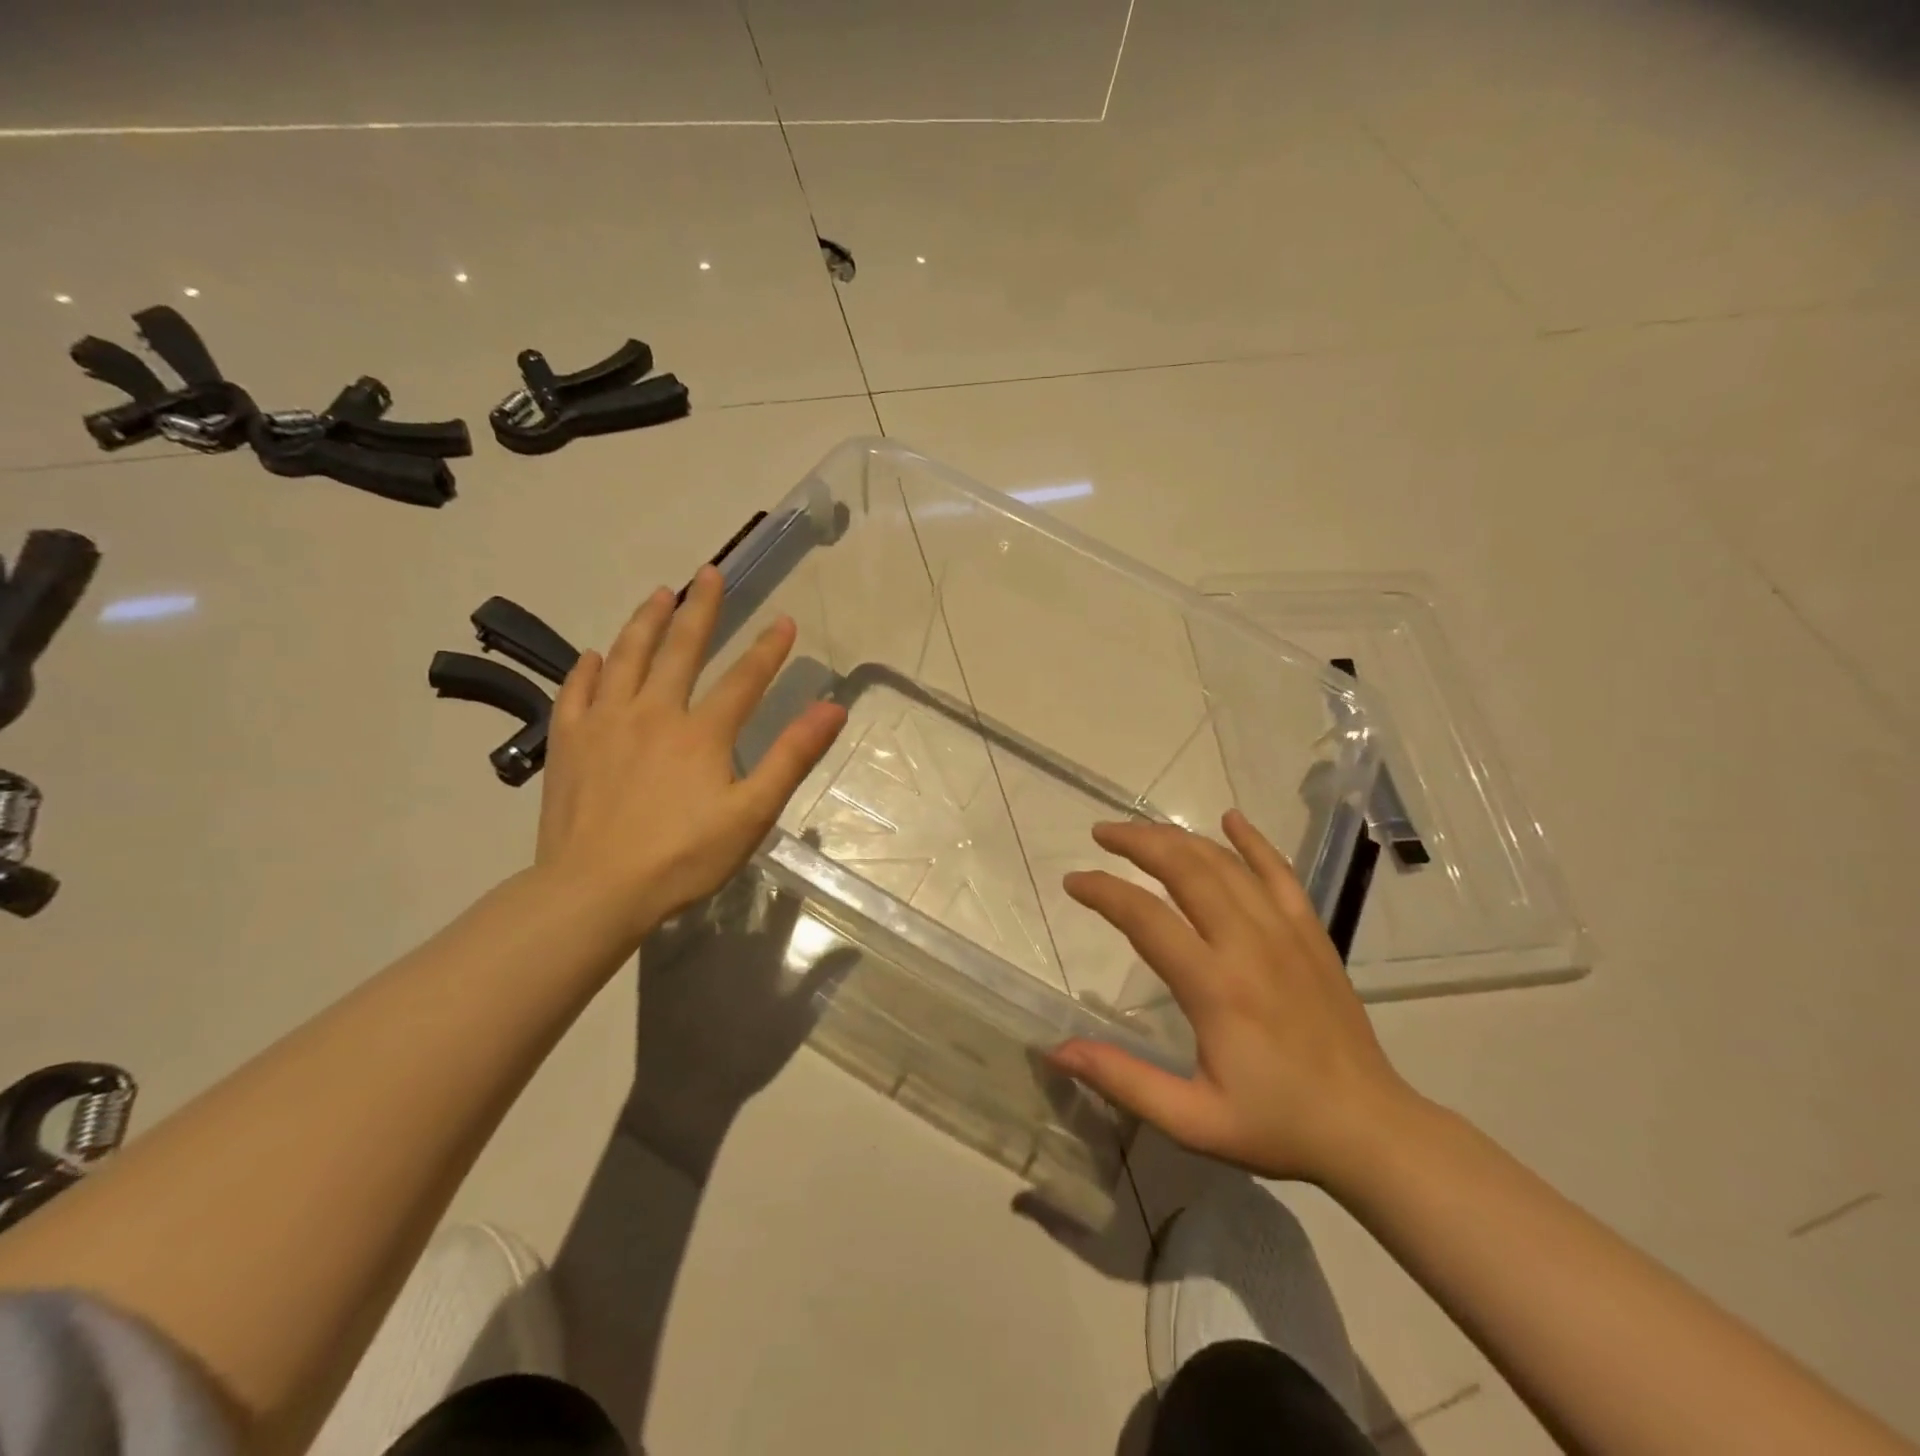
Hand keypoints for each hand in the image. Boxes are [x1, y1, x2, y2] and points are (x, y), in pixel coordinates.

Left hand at [534, 566, 846, 942]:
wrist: (594, 890)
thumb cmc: (683, 856)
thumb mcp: (752, 812)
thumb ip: (792, 756)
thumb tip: (832, 708)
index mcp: (701, 731)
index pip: (744, 678)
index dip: (768, 648)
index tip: (785, 619)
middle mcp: (653, 712)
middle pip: (680, 650)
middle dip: (700, 609)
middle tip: (708, 573)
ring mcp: (605, 724)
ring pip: (626, 658)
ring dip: (644, 622)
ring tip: (658, 594)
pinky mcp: (568, 743)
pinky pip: (576, 692)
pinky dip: (587, 669)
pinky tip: (593, 656)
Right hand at [1051, 811, 1420, 1187]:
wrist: (1370, 1128)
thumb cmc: (1276, 1124)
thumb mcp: (1192, 1121)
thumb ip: (1123, 1080)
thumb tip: (1056, 1051)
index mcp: (1215, 987)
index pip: (1145, 917)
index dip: (1103, 892)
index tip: (1073, 881)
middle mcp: (1248, 944)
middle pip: (1185, 869)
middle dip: (1137, 842)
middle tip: (1101, 834)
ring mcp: (1285, 932)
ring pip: (1225, 863)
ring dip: (1178, 838)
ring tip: (1141, 830)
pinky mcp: (1311, 932)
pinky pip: (1279, 872)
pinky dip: (1253, 842)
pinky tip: (1231, 819)